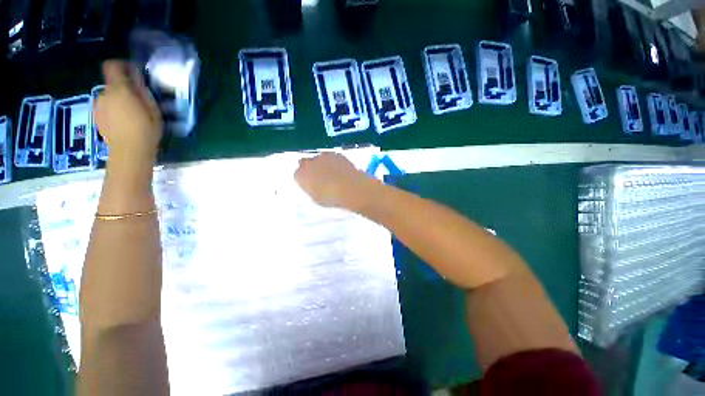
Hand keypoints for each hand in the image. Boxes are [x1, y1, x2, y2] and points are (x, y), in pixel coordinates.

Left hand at [94, 60, 161, 163]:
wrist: (129, 152)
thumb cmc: (146, 130)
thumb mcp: (152, 109)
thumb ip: (142, 91)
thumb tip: (137, 77)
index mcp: (119, 90)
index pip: (112, 66)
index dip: (121, 65)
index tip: (132, 72)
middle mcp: (104, 94)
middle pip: (112, 84)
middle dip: (124, 89)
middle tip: (138, 101)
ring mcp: (98, 107)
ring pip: (109, 97)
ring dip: (119, 101)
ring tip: (132, 115)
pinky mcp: (97, 118)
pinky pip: (105, 108)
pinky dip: (114, 111)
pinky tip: (124, 123)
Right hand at [294, 153, 377, 210]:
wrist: (349, 188)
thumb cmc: (330, 198)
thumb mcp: (316, 198)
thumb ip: (311, 189)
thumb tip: (313, 185)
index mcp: (300, 175)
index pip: (298, 175)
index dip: (305, 179)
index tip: (311, 185)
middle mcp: (308, 162)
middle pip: (306, 163)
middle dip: (311, 168)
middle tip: (320, 178)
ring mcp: (323, 156)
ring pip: (319, 159)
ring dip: (323, 164)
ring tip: (333, 175)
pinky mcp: (336, 154)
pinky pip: (332, 158)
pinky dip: (335, 163)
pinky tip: (341, 171)